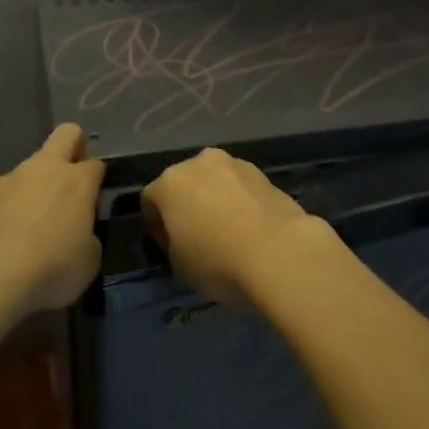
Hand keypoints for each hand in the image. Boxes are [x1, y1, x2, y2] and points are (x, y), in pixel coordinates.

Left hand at [0, 124, 104, 312]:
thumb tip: (79, 233)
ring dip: (31, 183)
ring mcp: (13, 175)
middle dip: (72, 147)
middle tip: (69, 180)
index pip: (96, 165)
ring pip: (28, 164)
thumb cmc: (52, 268)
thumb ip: (88, 238)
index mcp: (79, 181)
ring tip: (25, 217)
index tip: (92, 202)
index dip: (96, 181)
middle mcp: (48, 168)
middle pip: (67, 134)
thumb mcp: (89, 261)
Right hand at [142, 148, 319, 303]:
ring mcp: (233, 163)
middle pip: (183, 183)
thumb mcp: (179, 266)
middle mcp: (199, 162)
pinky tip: (249, 227)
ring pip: (214, 181)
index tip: (168, 248)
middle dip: (185, 205)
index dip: (155, 225)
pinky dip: (238, 201)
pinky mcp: (262, 172)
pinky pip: (239, 187)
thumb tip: (182, 236)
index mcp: (170, 182)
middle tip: (195, 237)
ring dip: (214, 199)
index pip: (150, 200)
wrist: (278, 251)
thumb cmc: (218, 261)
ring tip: (227, 231)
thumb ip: (172, 243)